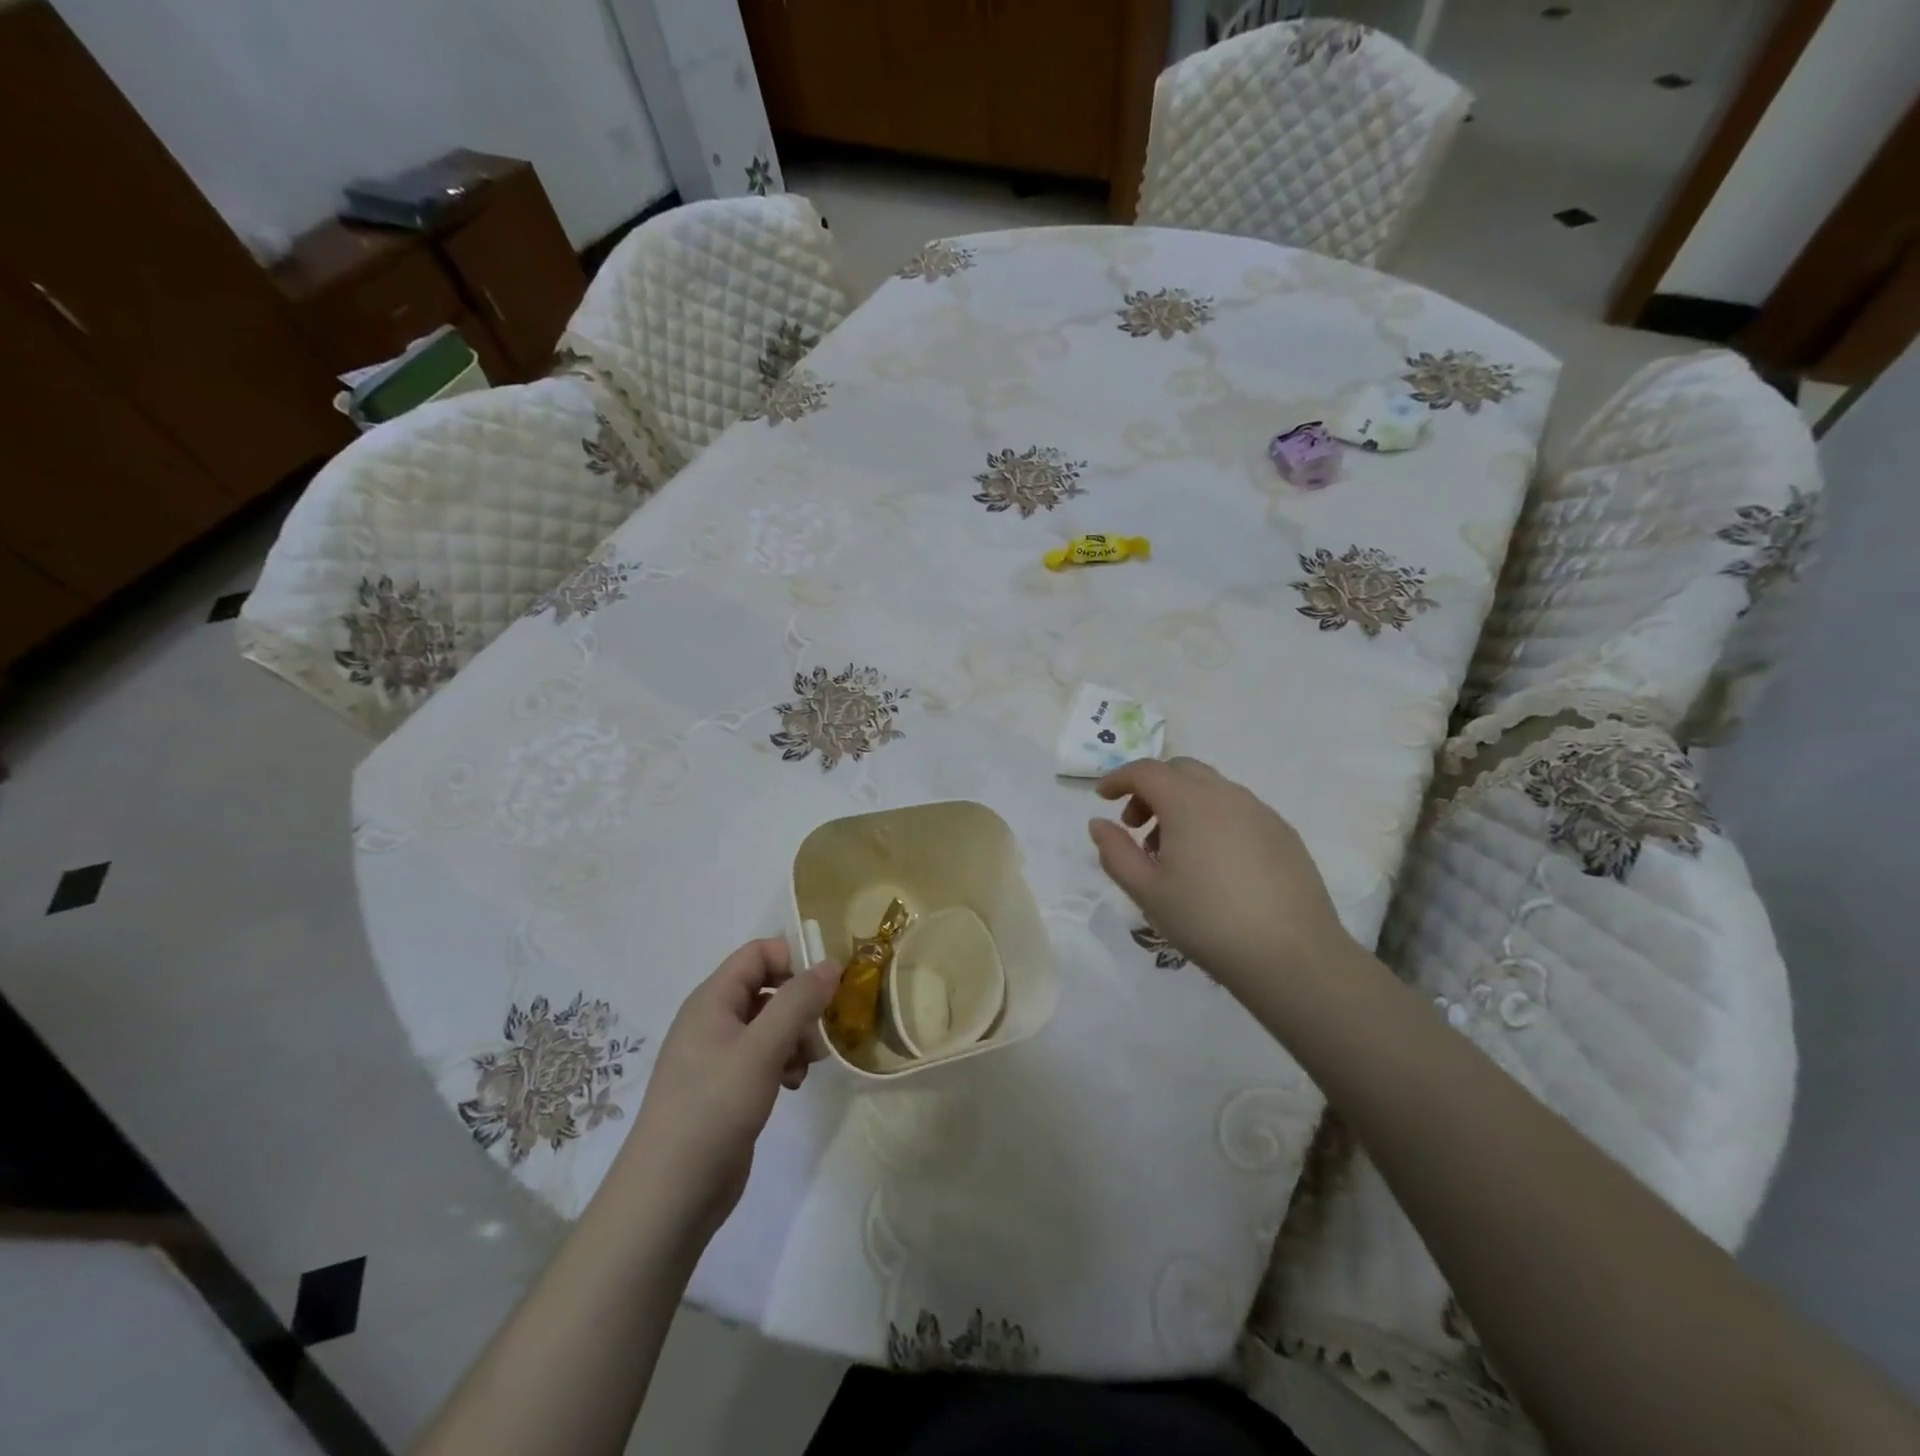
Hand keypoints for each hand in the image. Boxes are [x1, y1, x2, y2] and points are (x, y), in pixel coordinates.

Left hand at [619, 938, 838, 1248]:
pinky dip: (784, 1063)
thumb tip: (831, 963)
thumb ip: (798, 1002)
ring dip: (796, 1037)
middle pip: (768, 987)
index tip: (826, 986)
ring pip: (770, 1024)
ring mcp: (718, 1056)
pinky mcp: (727, 1088)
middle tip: (823, 1029)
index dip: (794, 959)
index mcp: (712, 999)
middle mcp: (714, 1020)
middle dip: (801, 1004)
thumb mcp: (762, 1048)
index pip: (758, 953)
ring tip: (807, 1064)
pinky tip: (792, 1086)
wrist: (669, 1195)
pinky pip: (764, 1057)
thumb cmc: (713, 1108)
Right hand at [1088, 757, 1352, 997]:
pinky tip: (1214, 863)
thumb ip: (1116, 852)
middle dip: (1151, 789)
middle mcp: (1225, 795)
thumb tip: (1099, 824)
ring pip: (1211, 789)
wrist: (1291, 956)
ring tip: (1174, 851)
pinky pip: (1238, 810)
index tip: (1102, 797)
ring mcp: (1260, 812)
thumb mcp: (1147, 892)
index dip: (1118, 778)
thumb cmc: (1206, 921)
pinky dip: (1213, 819)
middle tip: (1136, 826)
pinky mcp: (1283, 833)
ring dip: (1183, 804)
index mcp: (1188, 802)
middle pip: (1180, 771)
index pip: (1145, 771)